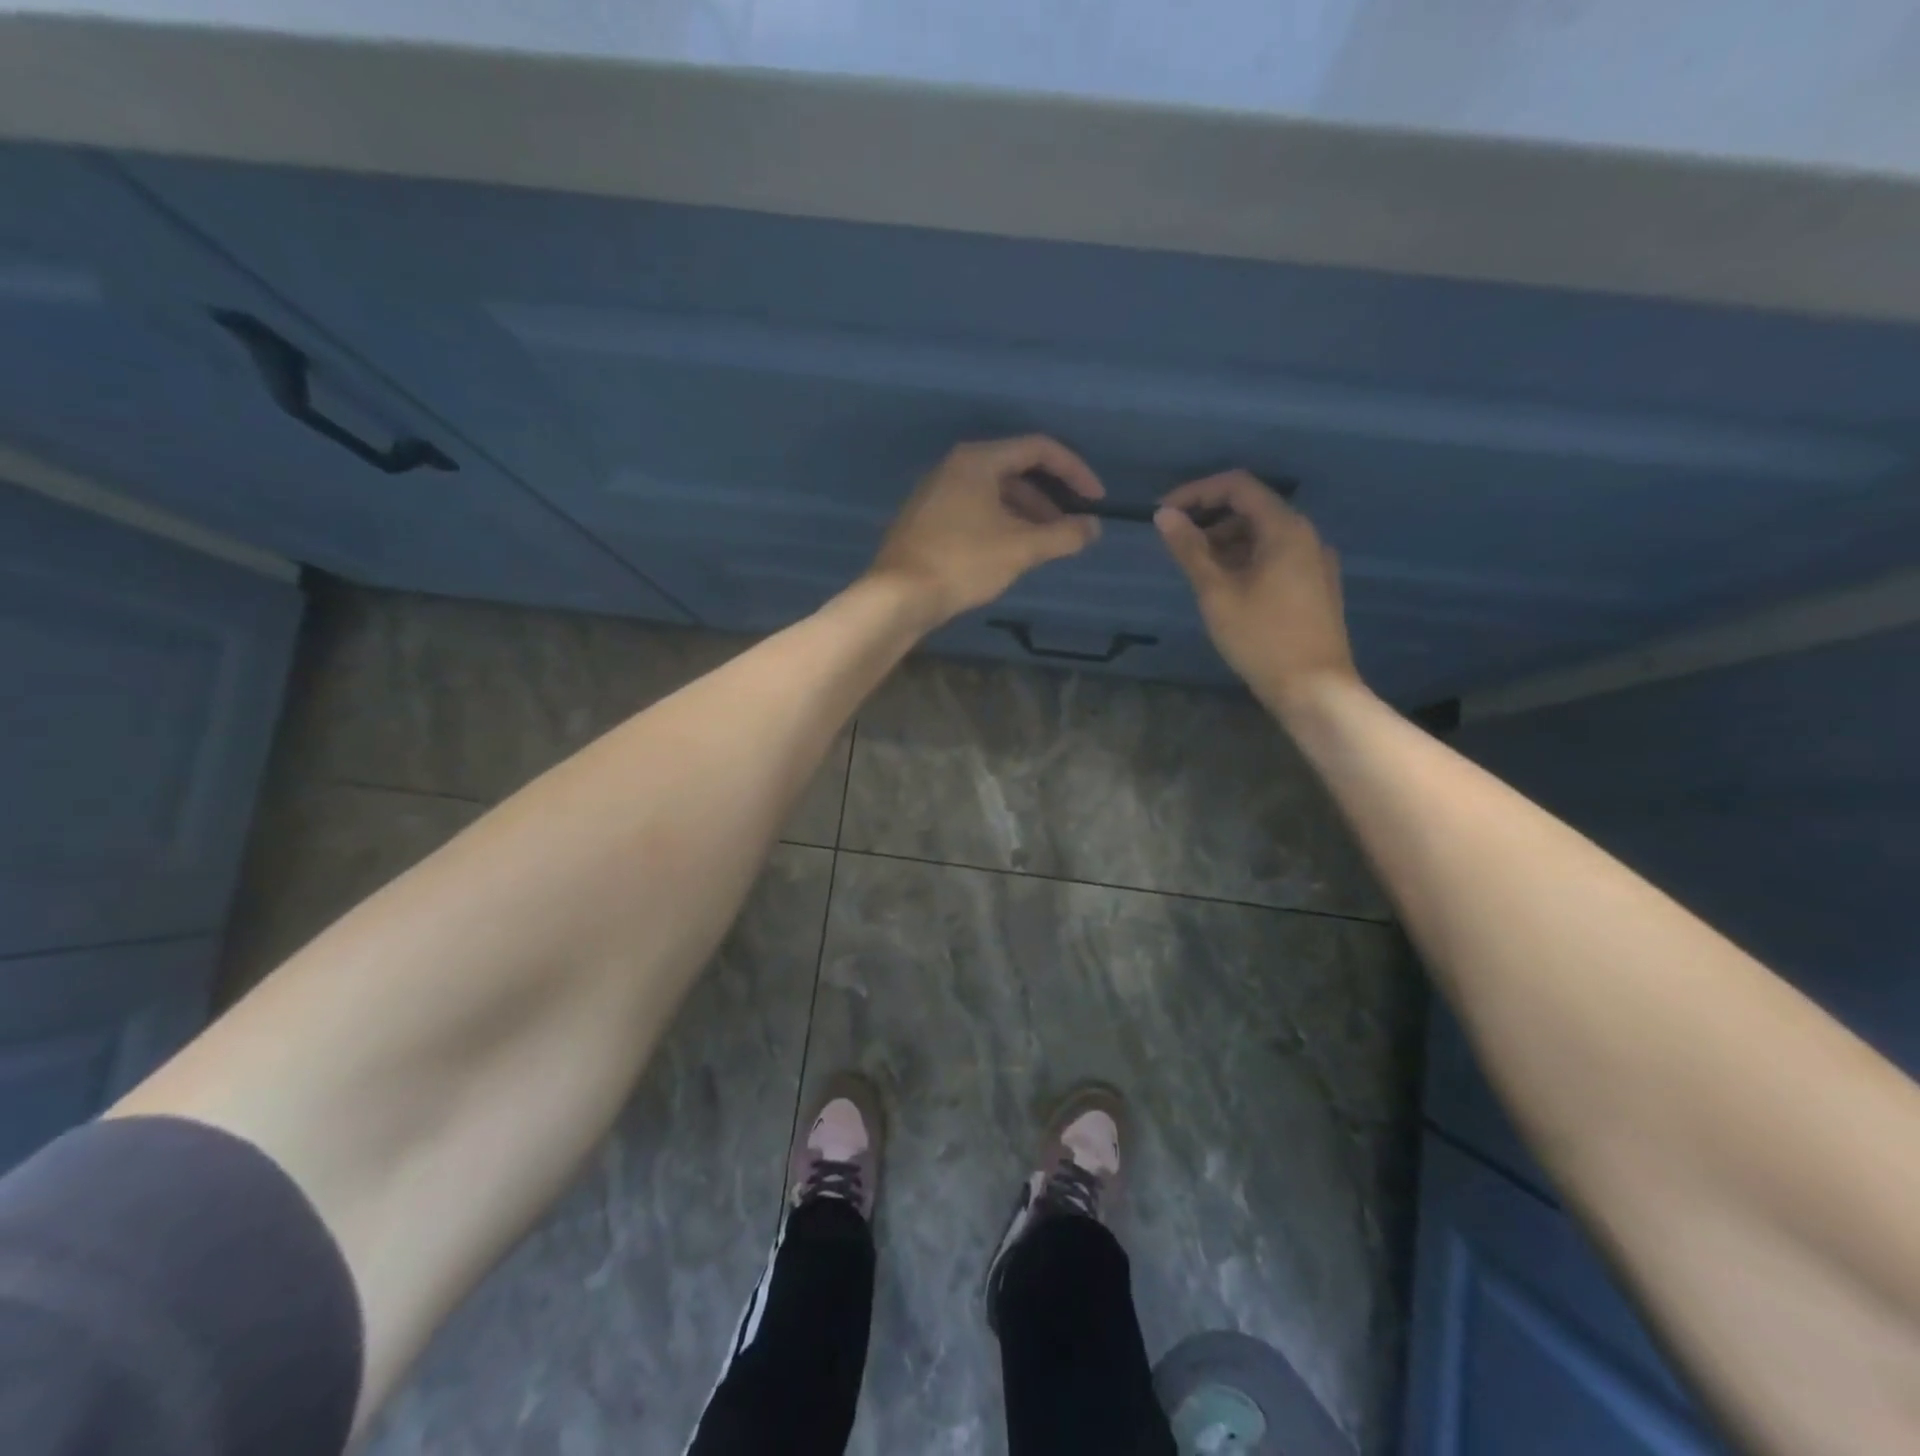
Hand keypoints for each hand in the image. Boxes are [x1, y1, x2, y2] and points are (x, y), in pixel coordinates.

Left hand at [868, 436, 1103, 624]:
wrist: (899, 595)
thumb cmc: (962, 562)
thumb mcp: (1021, 548)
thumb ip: (1063, 535)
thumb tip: (1092, 528)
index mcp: (978, 460)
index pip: (1039, 449)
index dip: (1075, 471)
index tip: (1096, 500)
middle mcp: (955, 466)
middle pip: (1015, 471)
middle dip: (1049, 499)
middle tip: (1069, 529)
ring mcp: (936, 493)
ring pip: (994, 494)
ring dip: (1026, 515)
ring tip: (1044, 546)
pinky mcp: (927, 519)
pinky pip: (974, 510)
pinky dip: (1000, 524)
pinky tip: (1009, 553)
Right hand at [1155, 471, 1358, 707]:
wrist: (1315, 689)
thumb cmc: (1261, 639)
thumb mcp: (1217, 593)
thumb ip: (1190, 550)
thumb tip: (1164, 515)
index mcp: (1285, 529)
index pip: (1238, 486)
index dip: (1197, 492)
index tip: (1164, 513)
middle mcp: (1306, 535)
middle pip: (1252, 508)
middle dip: (1210, 520)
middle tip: (1176, 546)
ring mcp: (1314, 561)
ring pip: (1263, 535)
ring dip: (1226, 542)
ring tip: (1196, 571)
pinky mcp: (1315, 585)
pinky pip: (1275, 556)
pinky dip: (1245, 560)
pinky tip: (1225, 588)